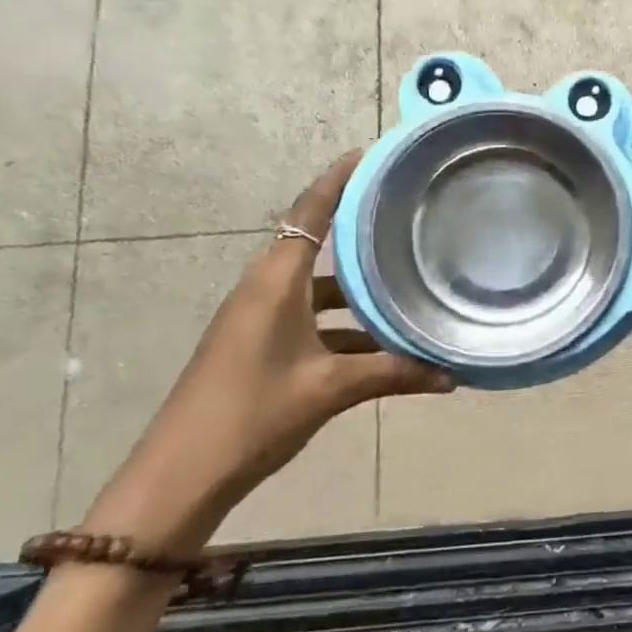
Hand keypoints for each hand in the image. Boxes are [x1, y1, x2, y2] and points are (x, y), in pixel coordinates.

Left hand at [83, 152, 453, 552]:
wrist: (179, 478)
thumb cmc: (252, 415)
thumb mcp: (330, 390)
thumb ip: (394, 374)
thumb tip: (453, 375)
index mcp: (275, 283)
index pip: (310, 213)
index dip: (339, 179)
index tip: (373, 153)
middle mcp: (265, 290)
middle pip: (317, 243)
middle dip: (361, 228)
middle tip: (408, 214)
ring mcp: (259, 319)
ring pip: (319, 287)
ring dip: (358, 288)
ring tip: (408, 281)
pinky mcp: (259, 346)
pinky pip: (311, 318)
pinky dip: (346, 325)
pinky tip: (382, 344)